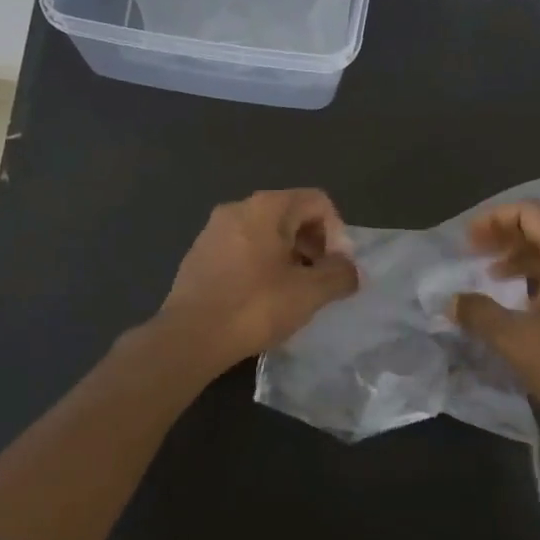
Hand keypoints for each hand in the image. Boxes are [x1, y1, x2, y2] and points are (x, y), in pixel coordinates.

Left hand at [156, 189, 359, 369]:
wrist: (190, 337)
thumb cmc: (255, 307)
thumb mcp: (309, 293)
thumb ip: (340, 275)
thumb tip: (349, 269)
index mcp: (266, 207)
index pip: (317, 201)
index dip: (337, 233)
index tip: (335, 268)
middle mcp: (238, 208)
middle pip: (291, 214)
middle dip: (313, 244)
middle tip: (318, 281)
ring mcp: (213, 230)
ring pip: (266, 233)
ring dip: (288, 257)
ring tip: (291, 292)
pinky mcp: (199, 254)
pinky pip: (243, 248)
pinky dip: (261, 265)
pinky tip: (261, 298)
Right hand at [452, 203, 539, 440]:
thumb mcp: (514, 339)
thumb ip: (478, 313)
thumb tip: (451, 302)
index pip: (532, 212)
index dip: (494, 218)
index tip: (466, 240)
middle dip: (505, 237)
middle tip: (472, 254)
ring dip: (522, 259)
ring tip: (491, 277)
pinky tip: (521, 303)